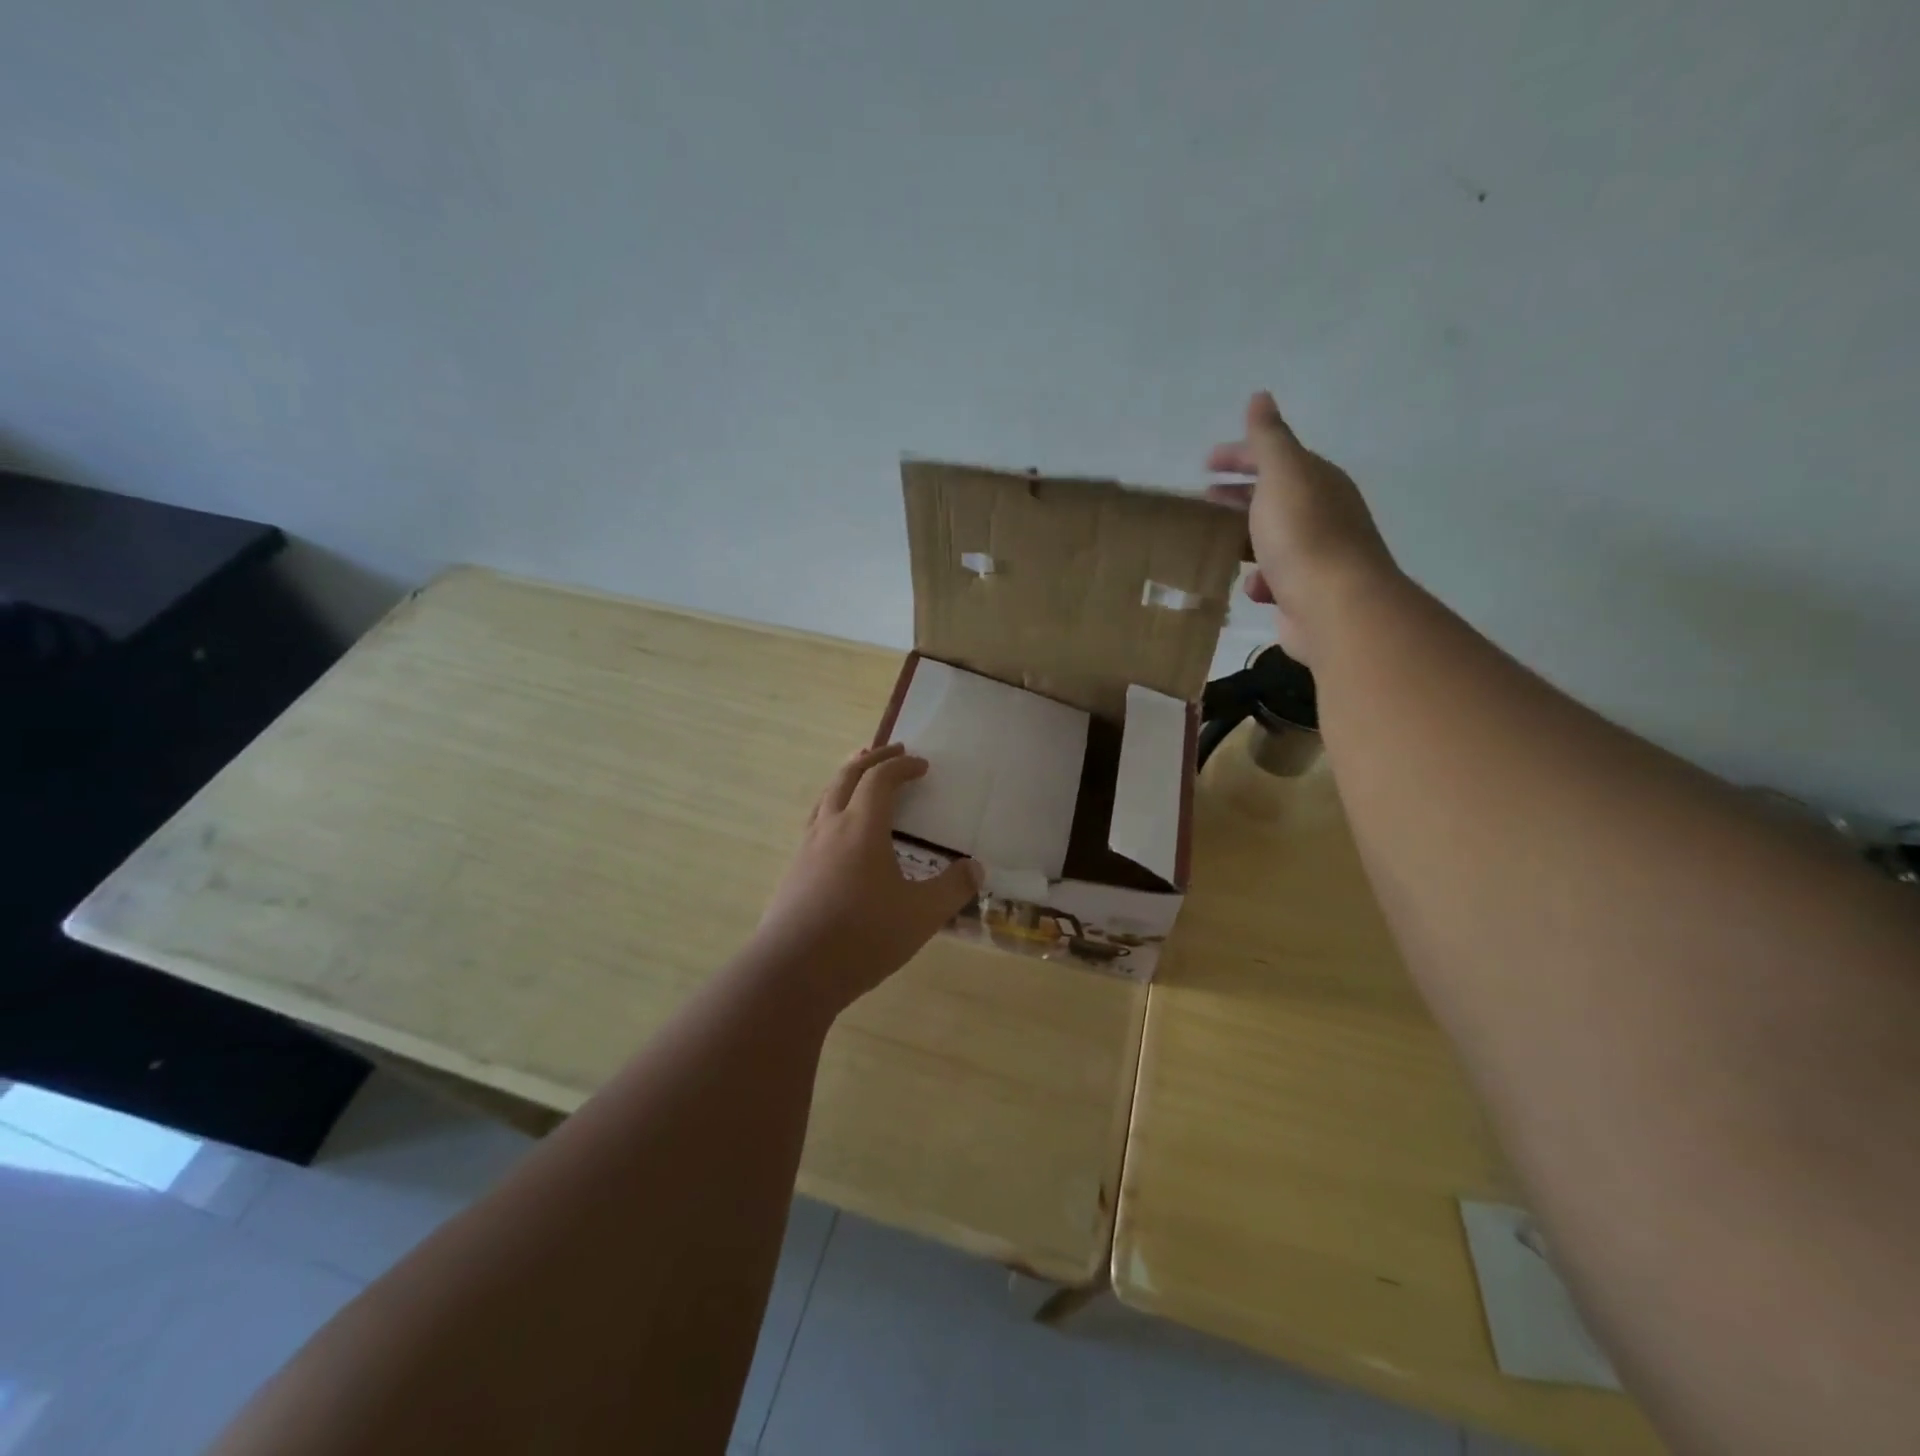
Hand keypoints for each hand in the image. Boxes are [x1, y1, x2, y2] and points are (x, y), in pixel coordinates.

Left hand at [755, 743, 982, 1008]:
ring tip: (859, 778)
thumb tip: (976, 868)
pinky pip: (814, 823)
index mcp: (861, 827)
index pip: (880, 780)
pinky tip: (837, 834)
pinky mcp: (792, 872)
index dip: (901, 766)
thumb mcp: (920, 915)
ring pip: (824, 798)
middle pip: (846, 777)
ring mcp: (806, 849)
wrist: (792, 972)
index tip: (921, 764)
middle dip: (871, 759)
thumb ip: (952, 889)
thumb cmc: (862, 936)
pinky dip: (831, 809)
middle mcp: (830, 828)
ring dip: (845, 779)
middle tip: (890, 751)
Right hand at [1205, 391, 1397, 664]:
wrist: (1334, 604)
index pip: (1275, 457)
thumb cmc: (1303, 534)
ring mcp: (1316, 555)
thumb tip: (1260, 397)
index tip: (1204, 464)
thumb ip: (1268, 438)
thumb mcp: (1282, 474)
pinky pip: (1274, 579)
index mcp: (1317, 480)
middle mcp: (1322, 513)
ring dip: (1243, 539)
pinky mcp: (1305, 592)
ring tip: (1212, 544)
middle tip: (1202, 500)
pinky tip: (1248, 585)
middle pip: (1273, 497)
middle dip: (1239, 496)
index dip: (1240, 456)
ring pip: (1271, 540)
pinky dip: (1258, 578)